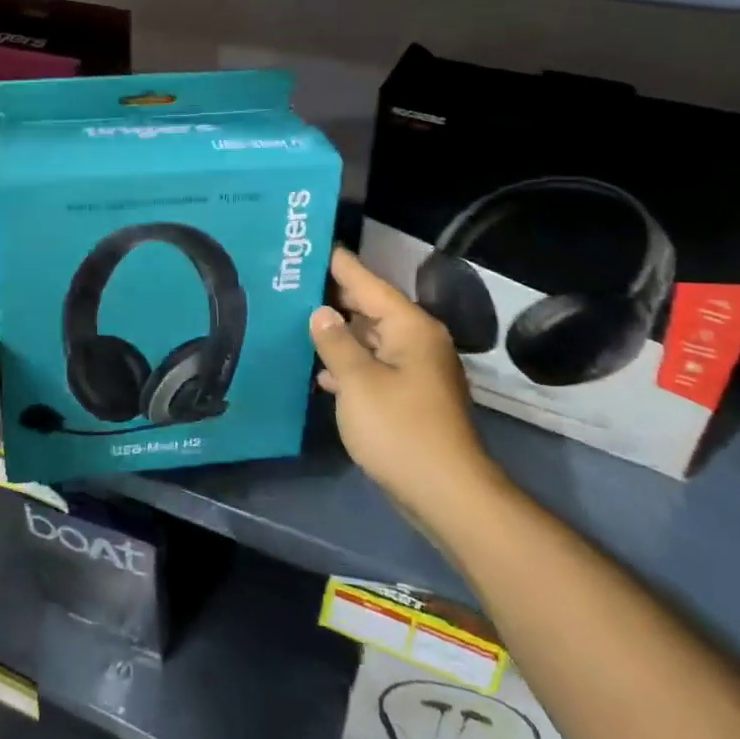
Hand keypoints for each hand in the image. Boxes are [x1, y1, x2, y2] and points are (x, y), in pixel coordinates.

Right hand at [309, 248, 496, 510]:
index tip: (314, 245)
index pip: (368, 282)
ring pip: (371, 338)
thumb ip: (335, 342)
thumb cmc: (399, 429)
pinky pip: (374, 365)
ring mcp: (416, 370)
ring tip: (298, 318)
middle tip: (294, 281)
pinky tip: (321, 370)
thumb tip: (321, 312)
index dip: (340, 265)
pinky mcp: (410, 397)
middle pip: (371, 308)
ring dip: (339, 332)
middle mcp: (417, 341)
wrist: (445, 493)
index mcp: (409, 327)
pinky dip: (350, 363)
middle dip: (335, 297)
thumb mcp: (357, 381)